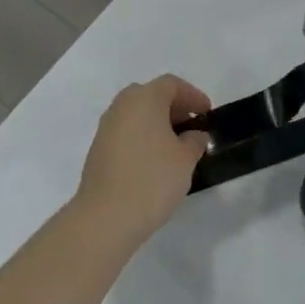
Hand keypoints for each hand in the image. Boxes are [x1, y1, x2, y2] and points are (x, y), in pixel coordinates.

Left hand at [75, 75, 211, 250]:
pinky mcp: (97, 150)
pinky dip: (142, 138)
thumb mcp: (185, 159)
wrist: (105, 218)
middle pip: (152, 96)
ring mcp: (106, 127)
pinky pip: (126, 133)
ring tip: (174, 147)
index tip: (207, 113)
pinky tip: (153, 162)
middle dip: (173, 108)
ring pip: (137, 114)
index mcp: (145, 97)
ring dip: (156, 124)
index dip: (193, 96)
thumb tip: (194, 136)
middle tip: (190, 127)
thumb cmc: (151, 180)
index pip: (172, 85)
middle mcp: (122, 105)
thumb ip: (194, 141)